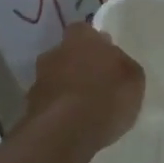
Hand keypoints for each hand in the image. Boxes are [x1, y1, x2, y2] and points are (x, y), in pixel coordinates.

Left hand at [23, 23, 145, 150]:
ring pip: (55, 78)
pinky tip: (74, 123)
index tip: (106, 56)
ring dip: (67, 88)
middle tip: (97, 82)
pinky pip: (49, 103)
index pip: (84, 30)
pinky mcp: (30, 108)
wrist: (64, 132)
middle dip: (79, 65)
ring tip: (86, 107)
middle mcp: (55, 53)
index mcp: (81, 39)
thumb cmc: (105, 97)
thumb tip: (116, 62)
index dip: (95, 42)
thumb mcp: (133, 79)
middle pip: (67, 53)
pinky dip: (59, 109)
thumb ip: (123, 65)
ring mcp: (38, 80)